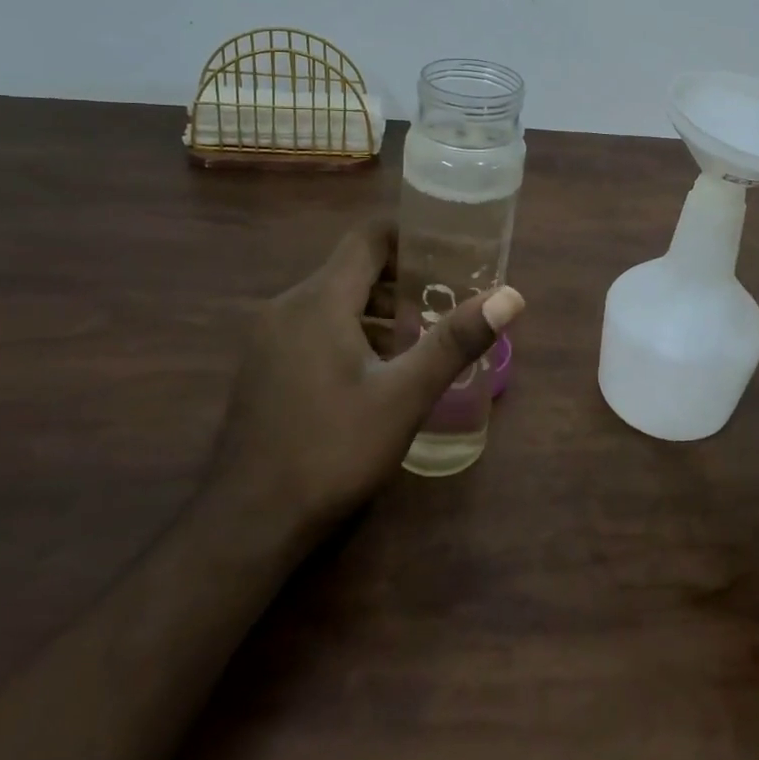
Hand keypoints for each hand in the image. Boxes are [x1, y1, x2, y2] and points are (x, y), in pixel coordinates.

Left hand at [208, 221, 524, 533]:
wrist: (247, 525)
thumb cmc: (332, 450)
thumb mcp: (404, 396)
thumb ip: (455, 341)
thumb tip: (511, 296)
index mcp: (319, 300)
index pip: (368, 237)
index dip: (411, 234)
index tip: (451, 250)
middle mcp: (288, 307)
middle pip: (352, 268)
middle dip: (403, 277)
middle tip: (448, 297)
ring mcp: (269, 339)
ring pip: (333, 300)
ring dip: (379, 307)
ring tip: (423, 334)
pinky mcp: (264, 367)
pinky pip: (315, 327)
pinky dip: (352, 330)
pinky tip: (379, 369)